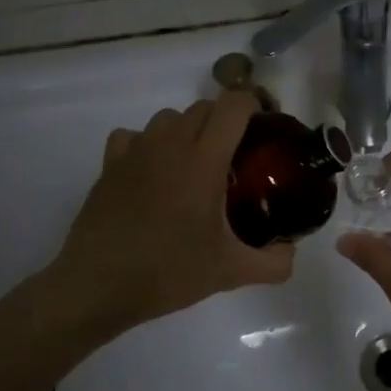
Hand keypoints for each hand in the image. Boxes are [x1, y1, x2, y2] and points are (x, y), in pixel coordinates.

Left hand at [52, 92, 292, 337]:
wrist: (98, 285)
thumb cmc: (168, 272)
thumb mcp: (230, 272)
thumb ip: (273, 263)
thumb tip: (291, 253)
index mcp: (204, 160)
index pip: (234, 106)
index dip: (254, 107)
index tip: (263, 130)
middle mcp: (170, 144)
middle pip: (204, 108)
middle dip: (225, 122)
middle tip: (235, 157)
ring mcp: (136, 151)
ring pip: (168, 118)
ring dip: (187, 131)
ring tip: (193, 165)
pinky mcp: (109, 164)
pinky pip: (133, 136)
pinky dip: (147, 144)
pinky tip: (151, 173)